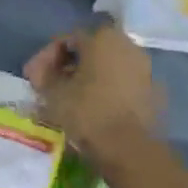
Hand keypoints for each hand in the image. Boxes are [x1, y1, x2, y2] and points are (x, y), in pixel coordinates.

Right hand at [24, 22, 161, 159]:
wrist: (131, 150)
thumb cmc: (88, 113)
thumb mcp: (54, 93)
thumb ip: (44, 76)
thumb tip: (40, 71)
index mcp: (102, 37)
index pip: (66, 40)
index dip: (46, 58)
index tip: (33, 77)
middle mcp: (127, 44)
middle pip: (90, 50)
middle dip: (68, 66)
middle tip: (51, 86)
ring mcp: (145, 68)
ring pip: (108, 66)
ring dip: (89, 78)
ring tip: (72, 99)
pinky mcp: (154, 92)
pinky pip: (124, 84)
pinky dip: (108, 91)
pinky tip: (96, 109)